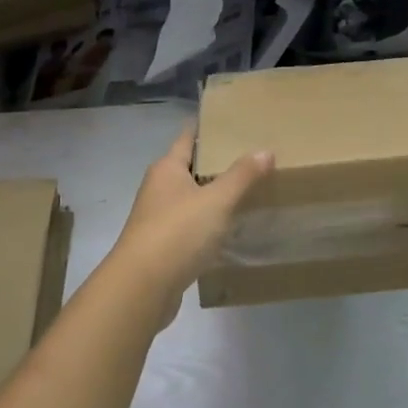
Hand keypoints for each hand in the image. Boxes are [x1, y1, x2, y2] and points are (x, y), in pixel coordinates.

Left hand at [107, 128, 273, 318]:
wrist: (142, 287)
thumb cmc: (178, 232)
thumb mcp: (217, 200)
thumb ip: (242, 176)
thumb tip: (265, 150)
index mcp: (166, 169)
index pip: (187, 138)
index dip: (206, 128)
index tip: (230, 120)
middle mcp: (158, 189)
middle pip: (189, 168)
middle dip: (215, 163)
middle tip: (250, 157)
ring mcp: (158, 219)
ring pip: (190, 199)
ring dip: (213, 196)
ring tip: (247, 191)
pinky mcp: (163, 247)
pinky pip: (190, 227)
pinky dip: (208, 225)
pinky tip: (230, 230)